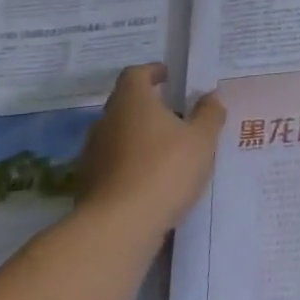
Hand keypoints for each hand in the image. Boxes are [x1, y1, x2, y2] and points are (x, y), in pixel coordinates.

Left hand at [78, 64, 225, 228]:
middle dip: (149, 106)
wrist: (118, 227)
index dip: (153, 72)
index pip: (136, 74)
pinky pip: (113, 162)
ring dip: (139, 136)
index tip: (170, 78)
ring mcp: (93, 152)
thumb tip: (211, 96)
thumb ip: (209, 114)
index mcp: (132, 101)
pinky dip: (130, 162)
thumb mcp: (201, 140)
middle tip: (175, 115)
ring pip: (118, 133)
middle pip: (126, 103)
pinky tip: (151, 179)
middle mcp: (106, 120)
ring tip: (166, 149)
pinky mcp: (88, 183)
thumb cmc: (164, 170)